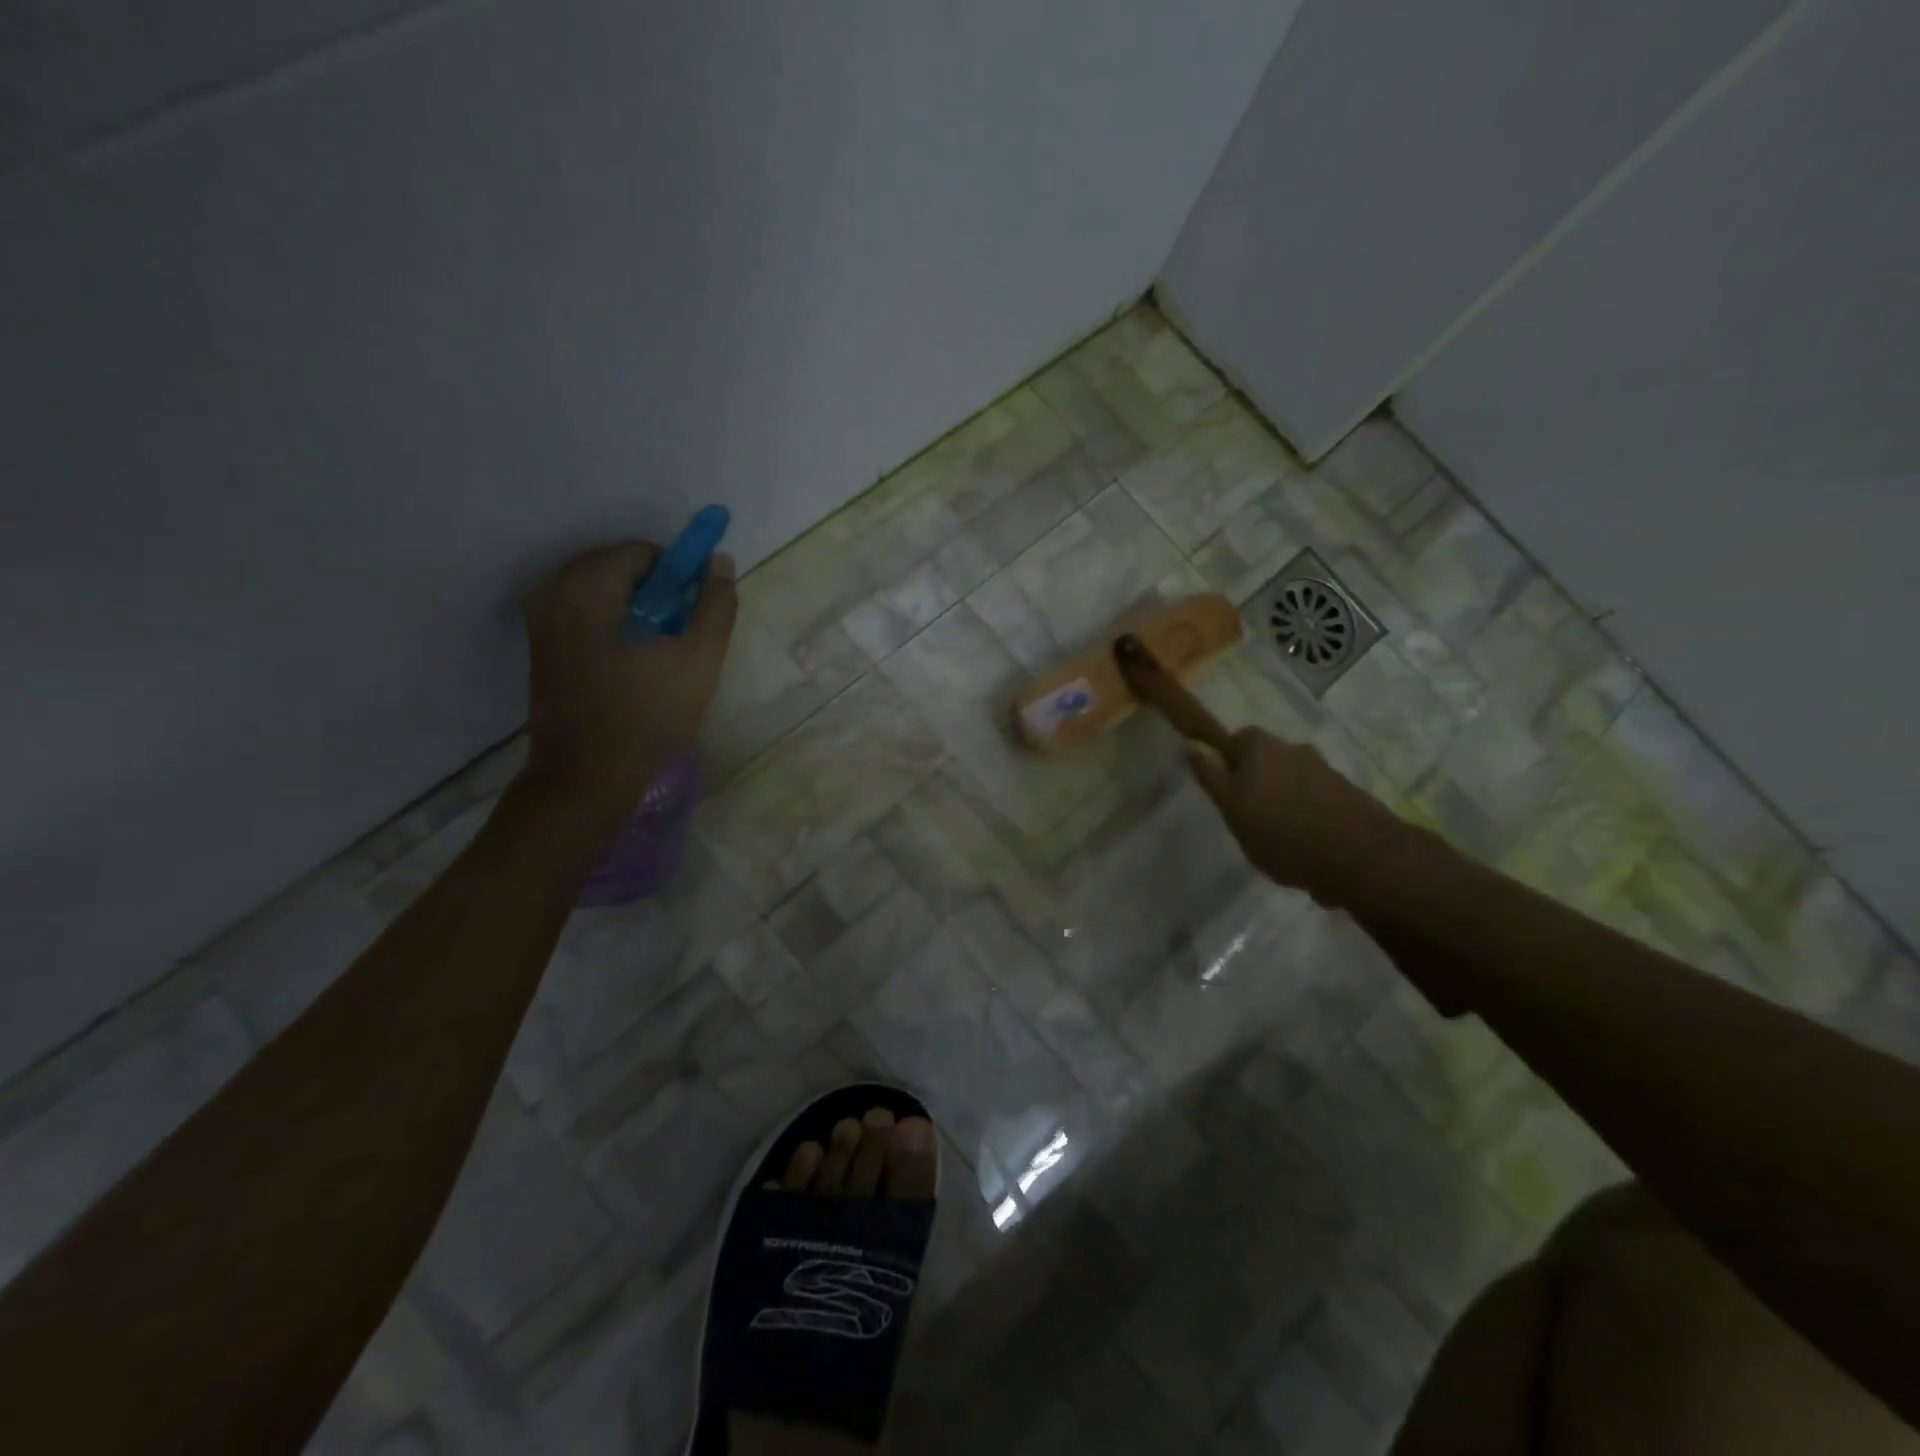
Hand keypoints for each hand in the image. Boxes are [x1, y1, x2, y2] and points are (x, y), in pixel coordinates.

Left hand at [520, 541, 737, 813]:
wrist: (588, 775)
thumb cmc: (648, 715)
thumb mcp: (699, 658)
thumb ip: (715, 604)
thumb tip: (719, 561)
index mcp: (588, 585)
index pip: (645, 553)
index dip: (678, 578)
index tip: (693, 616)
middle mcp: (553, 590)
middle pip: (620, 569)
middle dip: (655, 594)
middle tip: (677, 638)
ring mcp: (540, 619)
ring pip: (603, 593)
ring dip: (635, 612)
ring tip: (656, 656)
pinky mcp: (538, 645)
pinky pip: (585, 615)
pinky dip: (612, 626)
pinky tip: (630, 666)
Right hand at [1185, 727, 1414, 908]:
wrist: (1359, 857)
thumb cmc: (1281, 832)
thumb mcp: (1232, 808)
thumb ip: (1211, 776)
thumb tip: (1190, 743)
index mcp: (1261, 747)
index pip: (1236, 739)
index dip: (1227, 761)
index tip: (1225, 790)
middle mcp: (1294, 749)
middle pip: (1267, 759)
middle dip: (1257, 781)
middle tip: (1247, 816)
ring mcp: (1326, 771)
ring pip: (1293, 779)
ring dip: (1284, 800)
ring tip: (1278, 837)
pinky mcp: (1349, 796)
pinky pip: (1317, 800)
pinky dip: (1308, 816)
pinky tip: (1305, 846)